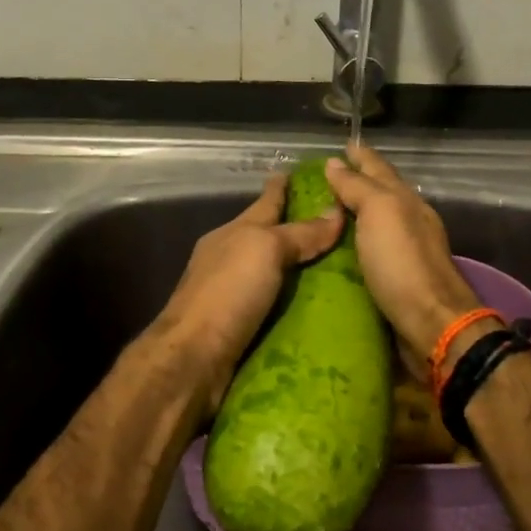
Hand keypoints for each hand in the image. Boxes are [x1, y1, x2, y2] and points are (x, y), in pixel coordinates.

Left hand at [152, 174, 343, 404]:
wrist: (194, 358)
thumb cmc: (228, 293)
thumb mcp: (265, 250)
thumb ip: (299, 233)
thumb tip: (336, 212)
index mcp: (233, 234)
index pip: (264, 203)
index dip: (280, 188)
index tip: (296, 172)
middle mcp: (230, 259)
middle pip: (267, 238)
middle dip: (296, 230)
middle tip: (336, 225)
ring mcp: (233, 294)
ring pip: (271, 273)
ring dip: (298, 269)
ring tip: (336, 267)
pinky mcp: (240, 327)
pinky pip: (275, 306)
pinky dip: (293, 302)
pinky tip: (316, 307)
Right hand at [324, 145, 489, 378]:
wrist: (431, 324)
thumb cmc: (402, 263)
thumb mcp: (380, 212)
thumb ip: (358, 187)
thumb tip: (335, 162)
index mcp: (404, 201)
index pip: (378, 168)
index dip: (360, 156)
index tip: (341, 145)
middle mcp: (405, 222)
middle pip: (377, 195)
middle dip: (353, 183)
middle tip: (321, 178)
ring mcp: (401, 253)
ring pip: (372, 225)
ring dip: (350, 216)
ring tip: (321, 212)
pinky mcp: (392, 281)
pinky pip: (366, 254)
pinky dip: (350, 247)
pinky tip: (333, 251)